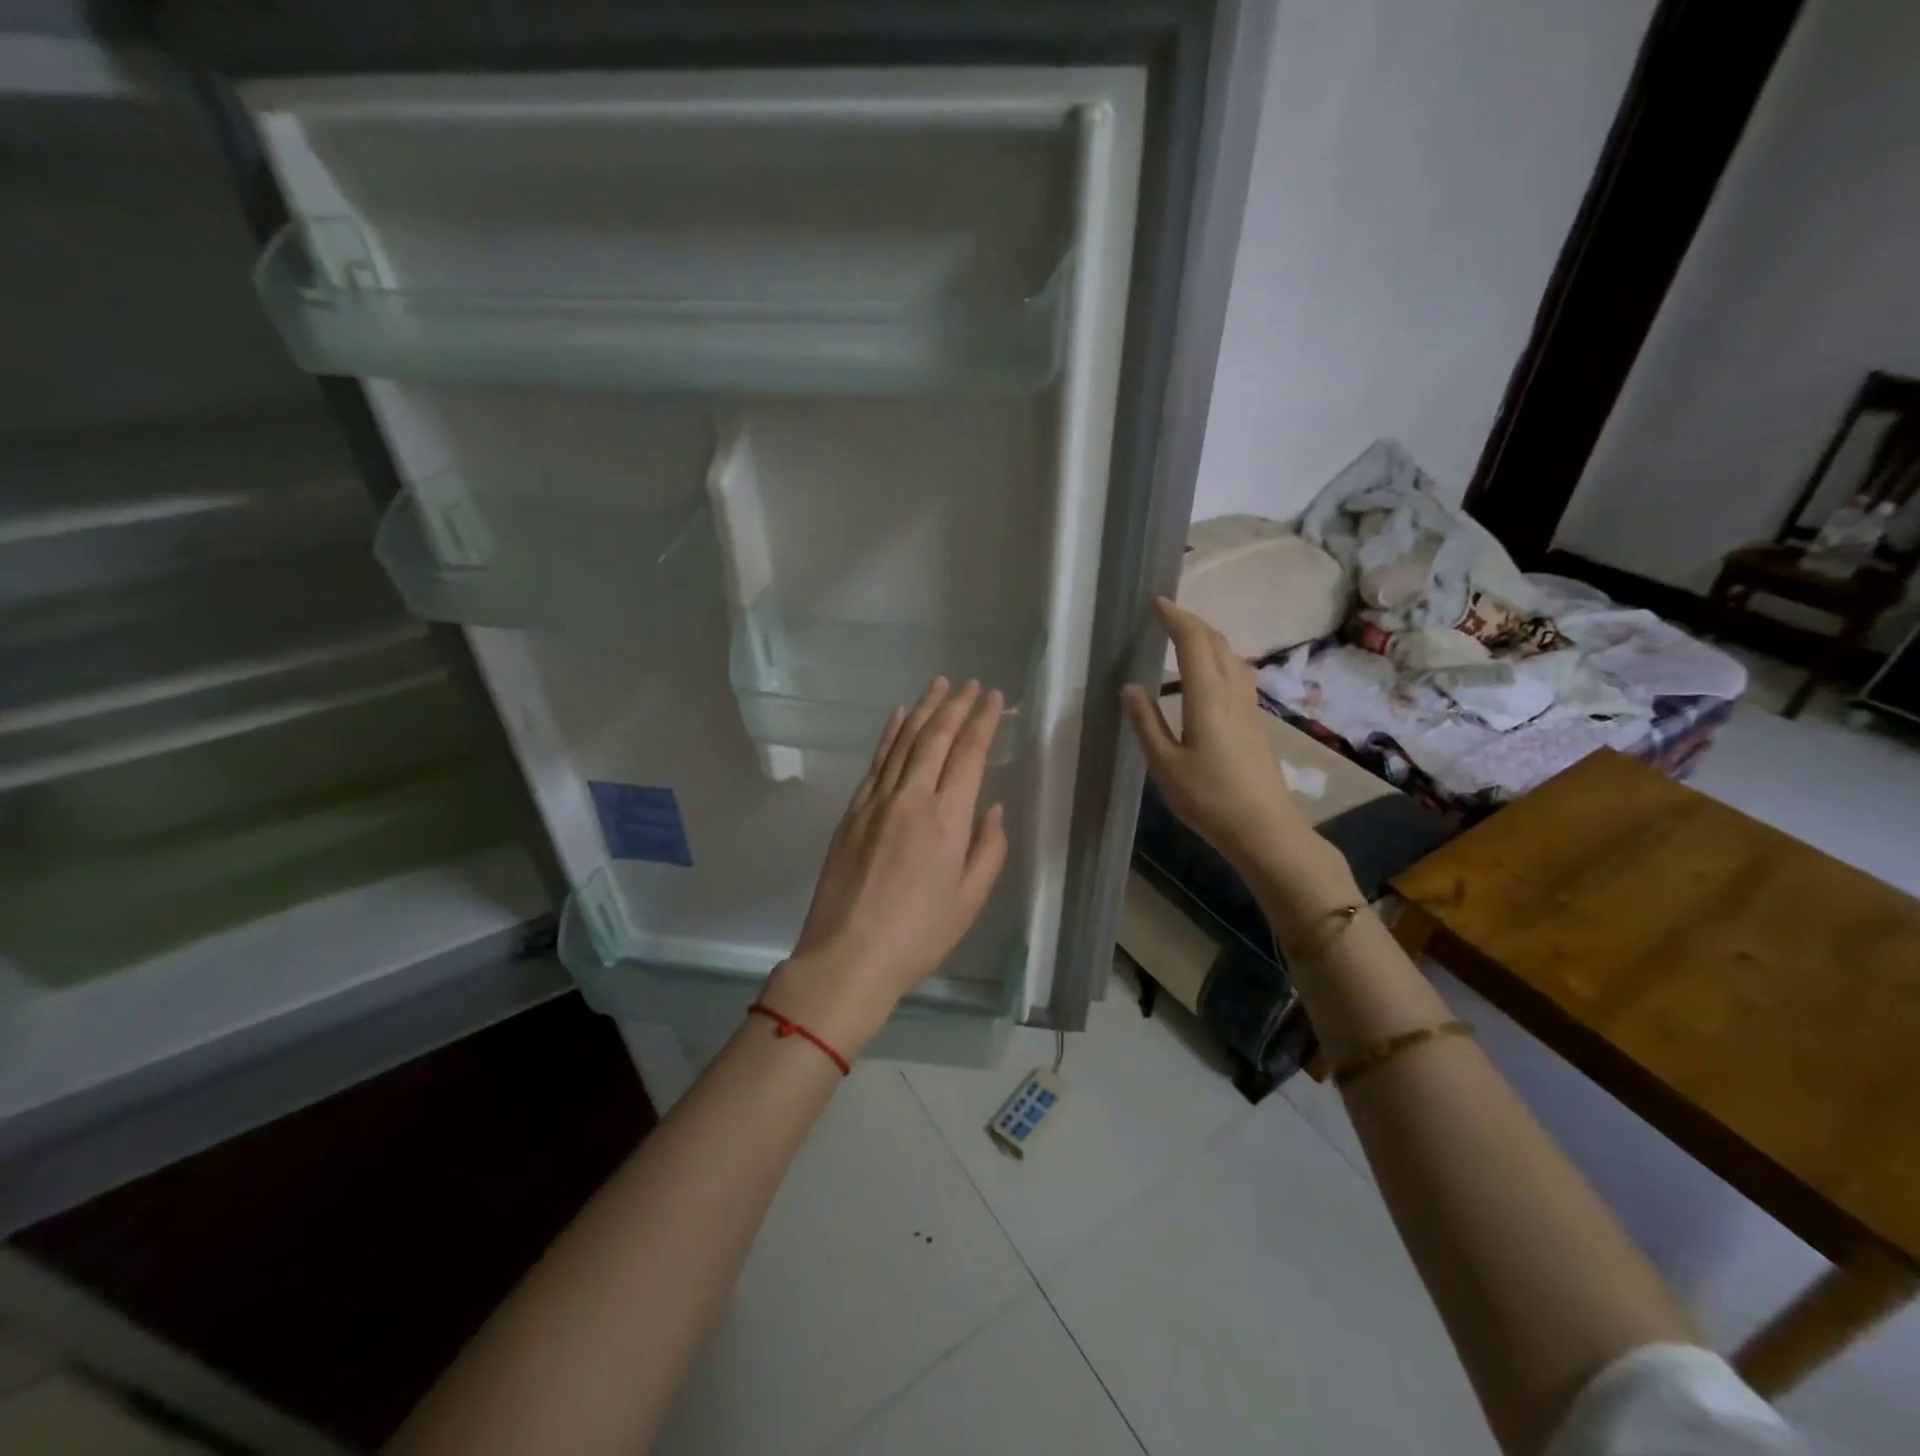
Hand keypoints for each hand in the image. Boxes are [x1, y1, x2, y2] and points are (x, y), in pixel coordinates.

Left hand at [763, 678, 1009, 1056]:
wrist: (848, 955)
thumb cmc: (918, 935)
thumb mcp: (970, 900)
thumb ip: (988, 849)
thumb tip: (991, 808)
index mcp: (947, 819)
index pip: (968, 754)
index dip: (982, 721)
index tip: (993, 697)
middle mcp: (911, 798)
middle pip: (935, 738)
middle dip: (955, 705)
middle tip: (971, 683)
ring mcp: (876, 801)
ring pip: (903, 742)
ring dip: (923, 709)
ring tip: (939, 684)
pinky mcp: (852, 811)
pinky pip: (876, 761)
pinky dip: (890, 734)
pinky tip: (898, 716)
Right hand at [1121, 598, 1315, 872]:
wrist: (1263, 827)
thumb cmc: (1208, 798)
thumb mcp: (1164, 764)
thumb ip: (1145, 722)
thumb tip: (1130, 687)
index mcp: (1207, 697)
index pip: (1193, 642)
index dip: (1176, 618)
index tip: (1157, 603)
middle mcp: (1232, 692)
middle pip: (1216, 642)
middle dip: (1192, 622)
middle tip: (1167, 615)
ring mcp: (1249, 705)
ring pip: (1232, 656)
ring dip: (1209, 638)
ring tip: (1186, 638)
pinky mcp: (1256, 720)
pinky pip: (1238, 672)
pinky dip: (1220, 657)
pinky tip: (1210, 673)